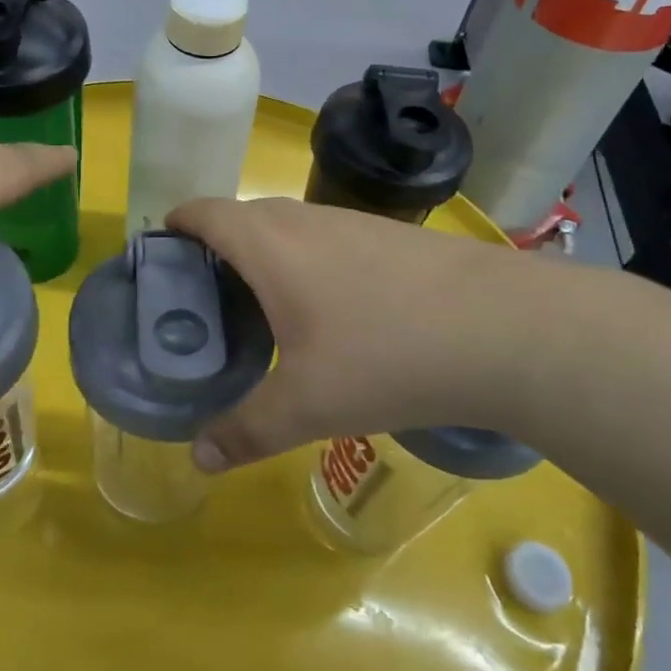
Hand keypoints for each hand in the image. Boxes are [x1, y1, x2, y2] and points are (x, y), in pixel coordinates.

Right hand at [164, 197, 556, 471]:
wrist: (509, 331)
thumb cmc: (388, 356)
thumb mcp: (309, 405)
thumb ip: (247, 430)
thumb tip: (199, 458)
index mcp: (272, 246)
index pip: (207, 213)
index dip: (178, 222)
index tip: (161, 246)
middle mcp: (308, 221)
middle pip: (245, 217)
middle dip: (217, 245)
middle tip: (206, 294)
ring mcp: (356, 224)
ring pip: (291, 226)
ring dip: (266, 252)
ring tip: (262, 303)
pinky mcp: (395, 237)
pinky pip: (329, 238)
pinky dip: (308, 260)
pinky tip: (331, 308)